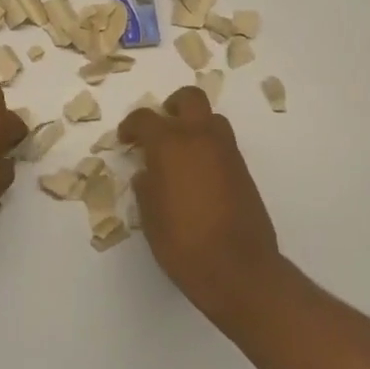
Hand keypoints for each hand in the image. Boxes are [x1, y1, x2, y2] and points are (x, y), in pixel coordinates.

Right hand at [119, 86, 284, 323]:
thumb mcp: (150, 216)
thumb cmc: (183, 243)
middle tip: (160, 128)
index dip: (131, 126)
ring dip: (195, 126)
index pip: (145, 118)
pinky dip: (209, 148)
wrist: (238, 269)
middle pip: (189, 100)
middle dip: (172, 107)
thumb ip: (146, 187)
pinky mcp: (243, 170)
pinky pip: (223, 144)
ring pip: (211, 119)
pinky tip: (198, 175)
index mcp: (170, 144)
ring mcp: (227, 152)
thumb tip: (148, 174)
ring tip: (181, 152)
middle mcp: (201, 138)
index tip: (126, 140)